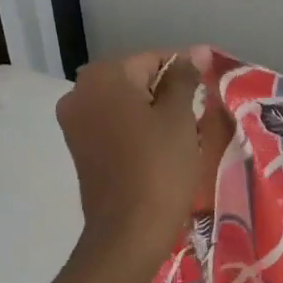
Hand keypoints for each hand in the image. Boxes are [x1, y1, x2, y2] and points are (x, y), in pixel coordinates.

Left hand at [55, 51, 207, 268]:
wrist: (129, 232)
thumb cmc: (160, 168)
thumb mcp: (179, 117)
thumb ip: (185, 78)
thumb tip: (196, 51)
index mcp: (103, 76)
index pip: (154, 59)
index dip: (185, 72)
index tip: (208, 90)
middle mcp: (79, 92)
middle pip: (135, 79)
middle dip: (167, 92)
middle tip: (197, 114)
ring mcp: (75, 122)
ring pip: (124, 103)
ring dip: (152, 112)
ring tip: (183, 133)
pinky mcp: (79, 149)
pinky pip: (113, 125)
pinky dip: (136, 129)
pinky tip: (160, 149)